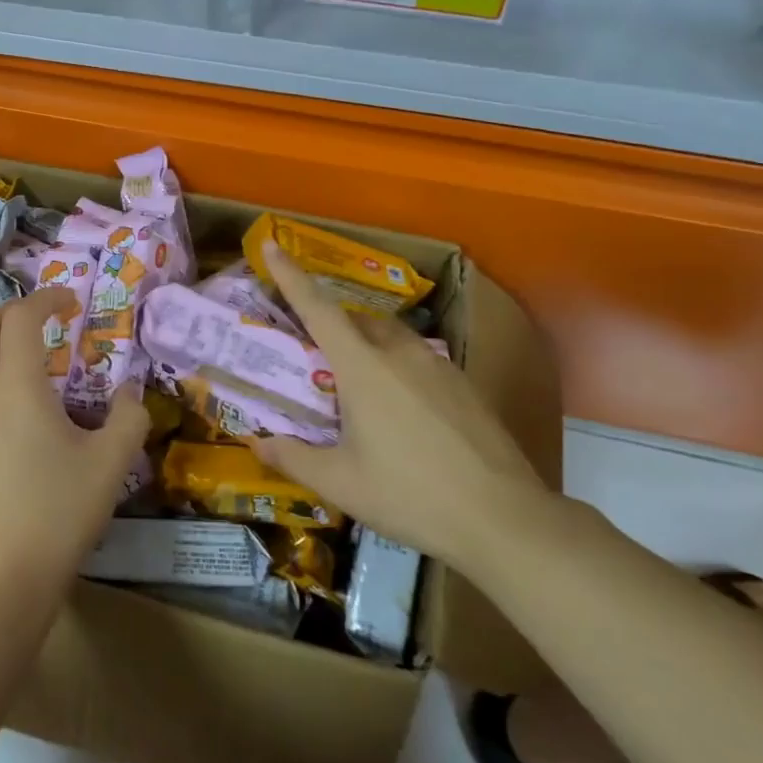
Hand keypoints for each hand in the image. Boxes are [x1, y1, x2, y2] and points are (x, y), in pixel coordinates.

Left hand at [0, 287, 149, 600]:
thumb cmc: (58, 514)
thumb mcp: (111, 464)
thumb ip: (128, 417)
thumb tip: (129, 394)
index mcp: (18, 386)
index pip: (22, 317)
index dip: (46, 298)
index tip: (70, 301)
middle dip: (9, 312)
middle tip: (41, 321)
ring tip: (29, 371)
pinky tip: (11, 427)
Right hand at [256, 242, 551, 566]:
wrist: (503, 518)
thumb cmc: (410, 495)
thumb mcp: (341, 484)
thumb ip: (294, 458)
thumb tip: (258, 443)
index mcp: (363, 368)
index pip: (318, 309)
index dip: (291, 276)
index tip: (273, 245)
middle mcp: (400, 353)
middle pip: (356, 320)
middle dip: (331, 324)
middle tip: (313, 352)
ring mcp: (439, 365)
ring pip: (390, 338)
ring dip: (365, 346)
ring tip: (356, 385)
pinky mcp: (465, 385)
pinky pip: (418, 360)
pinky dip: (397, 368)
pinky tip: (401, 412)